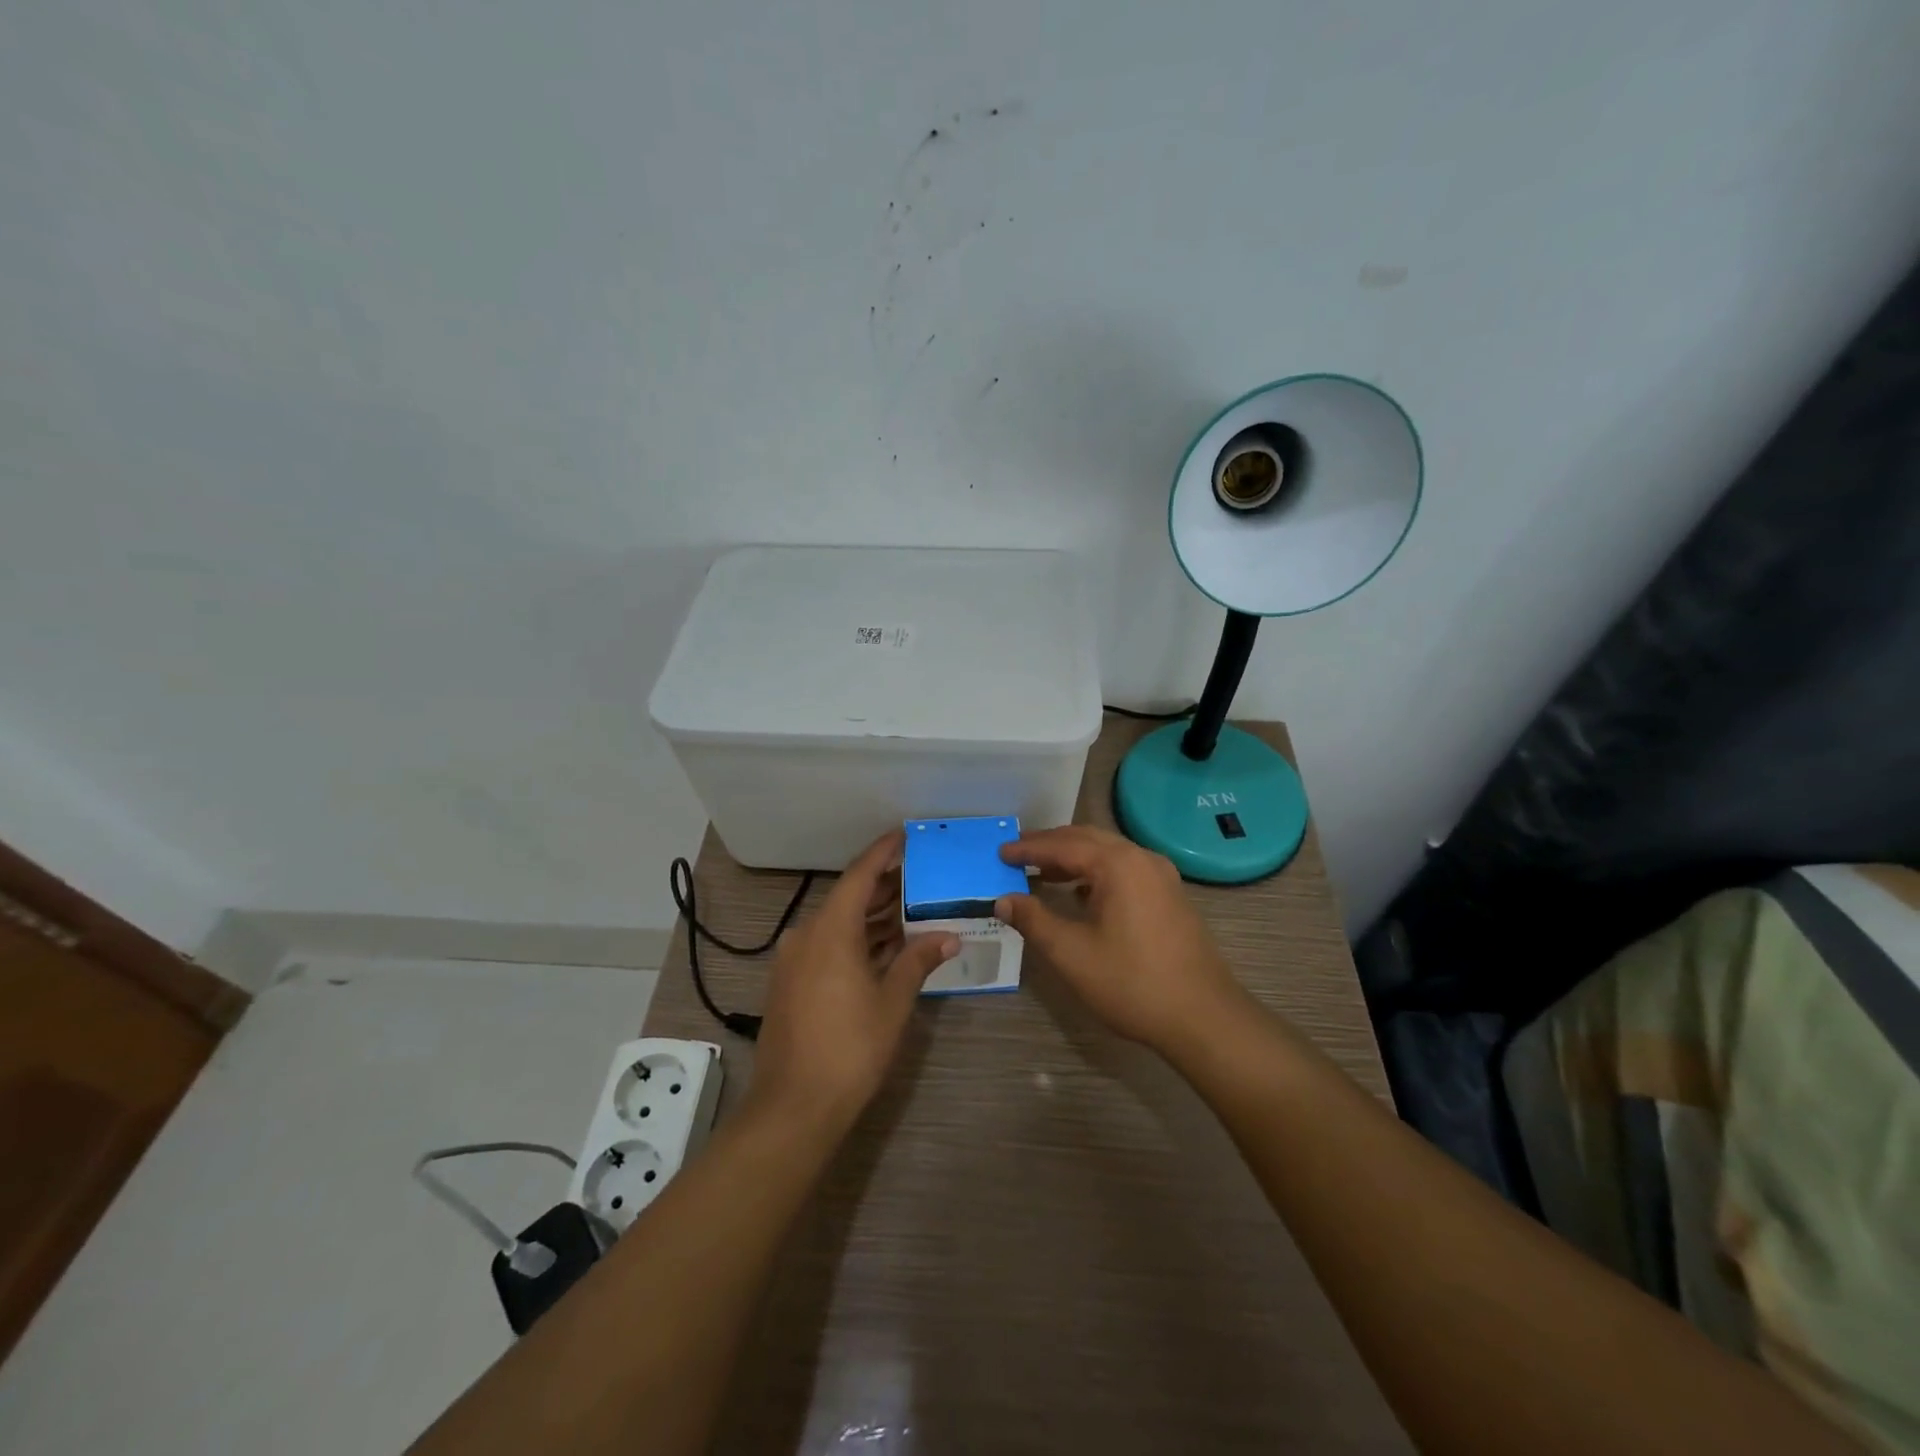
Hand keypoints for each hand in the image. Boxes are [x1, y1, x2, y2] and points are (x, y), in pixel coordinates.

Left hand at [752, 830, 958, 1128]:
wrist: (794, 1107)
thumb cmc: (850, 1048)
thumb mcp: (893, 1001)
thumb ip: (918, 960)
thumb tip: (949, 936)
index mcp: (830, 930)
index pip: (860, 875)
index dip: (882, 852)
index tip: (904, 835)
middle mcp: (807, 936)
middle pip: (849, 898)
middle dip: (884, 887)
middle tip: (921, 877)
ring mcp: (795, 961)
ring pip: (838, 925)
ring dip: (872, 918)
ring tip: (912, 910)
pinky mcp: (791, 983)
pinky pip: (828, 946)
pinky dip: (856, 941)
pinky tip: (885, 947)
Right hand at [996, 825, 1246, 1055]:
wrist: (1203, 1017)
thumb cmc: (1132, 983)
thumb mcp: (1071, 953)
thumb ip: (1034, 920)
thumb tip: (1003, 899)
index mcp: (1118, 864)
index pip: (1063, 845)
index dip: (1028, 849)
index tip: (999, 853)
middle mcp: (1141, 858)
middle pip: (1087, 839)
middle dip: (1050, 845)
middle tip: (1017, 854)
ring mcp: (1161, 876)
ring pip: (1108, 853)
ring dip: (1073, 858)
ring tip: (1041, 871)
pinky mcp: (1170, 896)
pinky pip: (1124, 869)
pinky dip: (1095, 872)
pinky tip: (1080, 893)